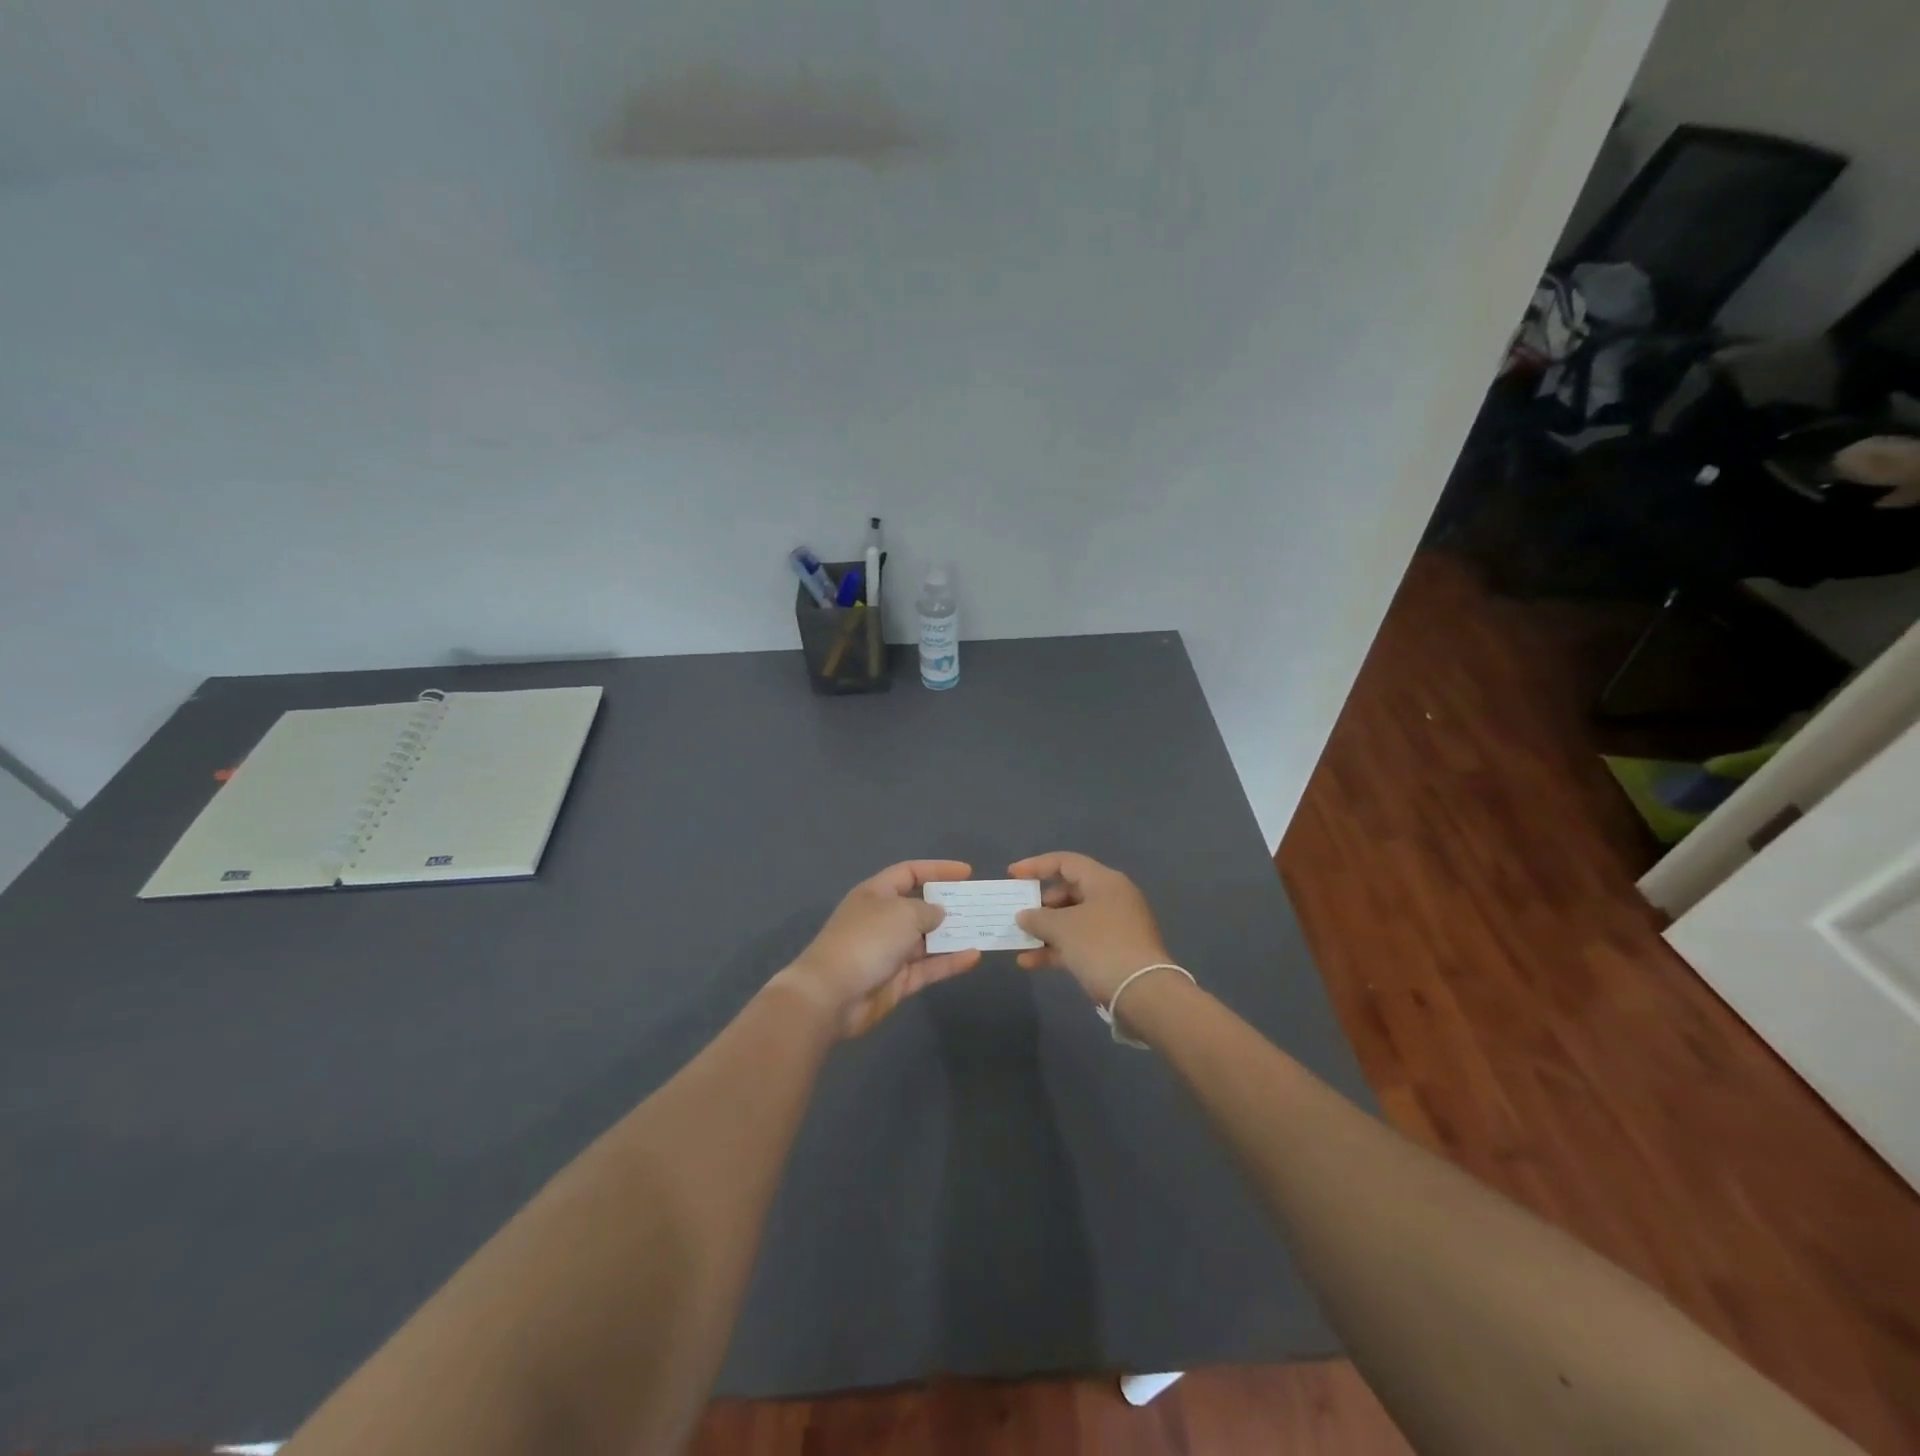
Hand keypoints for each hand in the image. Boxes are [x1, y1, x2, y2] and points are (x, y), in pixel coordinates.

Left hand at [774, 861, 981, 1037]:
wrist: (832, 995)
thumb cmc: (866, 940)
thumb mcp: (902, 914)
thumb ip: (927, 910)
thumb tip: (939, 913)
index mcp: (876, 894)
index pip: (910, 873)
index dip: (937, 869)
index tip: (967, 873)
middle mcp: (883, 919)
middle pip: (920, 907)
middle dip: (949, 905)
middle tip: (980, 905)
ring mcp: (890, 951)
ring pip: (927, 940)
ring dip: (953, 935)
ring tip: (984, 930)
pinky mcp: (897, 981)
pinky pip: (928, 967)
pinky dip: (950, 962)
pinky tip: (974, 956)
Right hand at [1008, 852, 1171, 1004]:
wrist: (1143, 994)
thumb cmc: (1101, 946)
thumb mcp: (1063, 928)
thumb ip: (1038, 918)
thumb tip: (1024, 915)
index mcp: (1104, 882)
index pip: (1065, 862)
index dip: (1036, 866)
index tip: (1011, 875)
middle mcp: (1112, 898)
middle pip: (1068, 891)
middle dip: (1040, 904)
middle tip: (1018, 914)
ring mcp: (1114, 927)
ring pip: (1072, 920)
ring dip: (1044, 930)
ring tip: (1018, 940)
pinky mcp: (1113, 952)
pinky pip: (1079, 942)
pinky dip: (1056, 948)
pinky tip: (1029, 962)